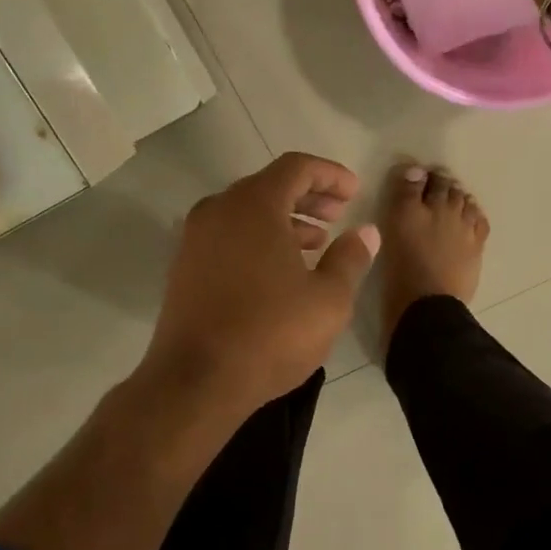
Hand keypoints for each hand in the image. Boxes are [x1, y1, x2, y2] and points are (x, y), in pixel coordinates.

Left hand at [142, 153, 379, 414]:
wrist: (197, 381)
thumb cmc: (271, 334)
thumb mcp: (328, 299)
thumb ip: (350, 258)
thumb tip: (366, 233)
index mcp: (253, 205)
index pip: (296, 167)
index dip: (330, 175)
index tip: (355, 192)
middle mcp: (218, 210)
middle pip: (269, 186)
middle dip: (309, 197)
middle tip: (339, 214)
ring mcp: (195, 239)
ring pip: (247, 213)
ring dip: (284, 221)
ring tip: (317, 243)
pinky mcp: (184, 267)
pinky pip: (228, 236)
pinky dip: (258, 240)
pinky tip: (281, 269)